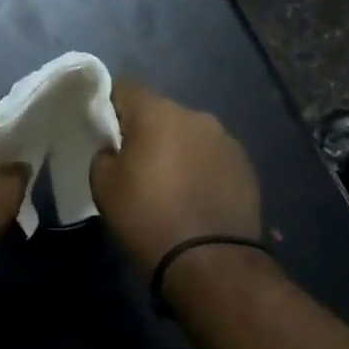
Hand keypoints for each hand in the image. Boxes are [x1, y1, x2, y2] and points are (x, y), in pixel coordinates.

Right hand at [89, 81, 260, 276]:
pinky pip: (211, 156)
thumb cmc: (147, 217)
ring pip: (188, 134)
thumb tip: (115, 148)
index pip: (125, 87)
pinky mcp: (245, 166)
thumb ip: (104, 153)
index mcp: (157, 112)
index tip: (103, 131)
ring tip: (168, 184)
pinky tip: (194, 196)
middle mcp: (196, 116)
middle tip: (133, 163)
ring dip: (176, 149)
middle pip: (160, 111)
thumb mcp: (103, 185)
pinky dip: (199, 168)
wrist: (209, 261)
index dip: (109, 105)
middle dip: (145, 130)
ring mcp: (226, 140)